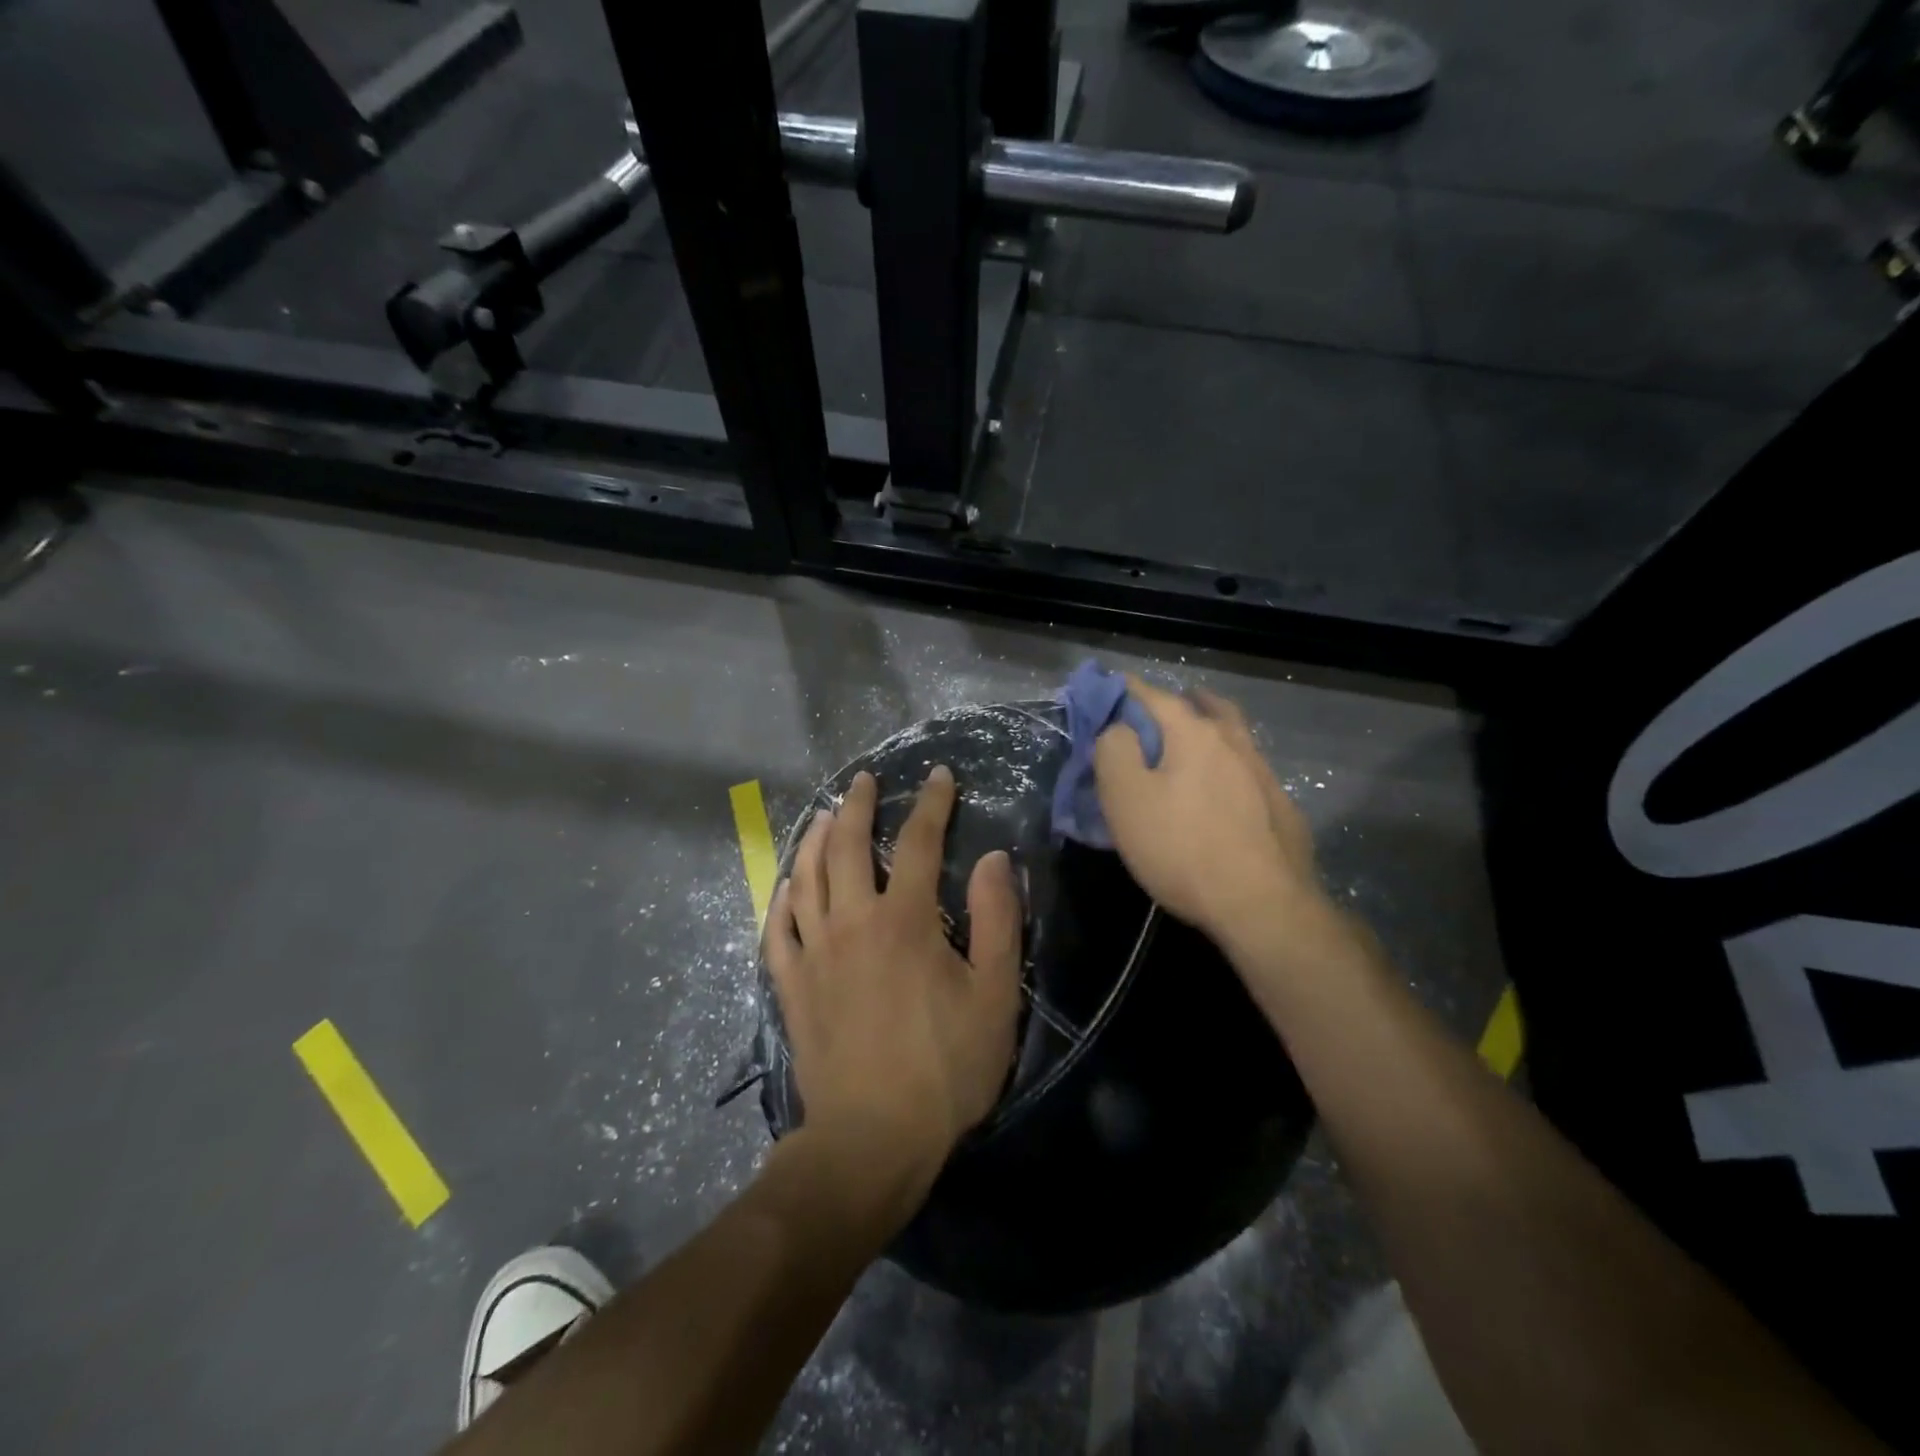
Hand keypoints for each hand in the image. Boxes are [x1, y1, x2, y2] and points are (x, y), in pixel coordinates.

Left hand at [765, 766, 1022, 1192]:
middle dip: (856, 805)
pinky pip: (777, 928)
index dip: (930, 804)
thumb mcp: (995, 995)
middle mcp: (851, 921)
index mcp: (904, 919)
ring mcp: (813, 952)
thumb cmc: (945, 1068)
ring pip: (804, 877)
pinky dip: (780, 898)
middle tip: (862, 781)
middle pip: (845, 845)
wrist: (872, 1140)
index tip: (937, 776)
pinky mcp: (791, 985)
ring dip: (812, 838)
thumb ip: (997, 920)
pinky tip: (785, 885)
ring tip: (821, 814)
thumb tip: (993, 859)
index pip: (917, 842)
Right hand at [1093, 676, 1325, 944]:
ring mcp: (1263, 774)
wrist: (1263, 906)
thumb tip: (1118, 728)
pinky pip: (1249, 771)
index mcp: (1193, 733)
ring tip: (1191, 745)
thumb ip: (1114, 750)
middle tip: (1159, 711)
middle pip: (1206, 707)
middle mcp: (1233, 742)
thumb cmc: (1182, 847)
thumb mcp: (1125, 798)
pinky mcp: (1281, 808)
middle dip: (1180, 701)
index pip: (1153, 695)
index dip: (1124, 689)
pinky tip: (1223, 791)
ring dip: (1210, 730)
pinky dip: (1230, 767)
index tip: (1106, 689)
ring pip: (1233, 737)